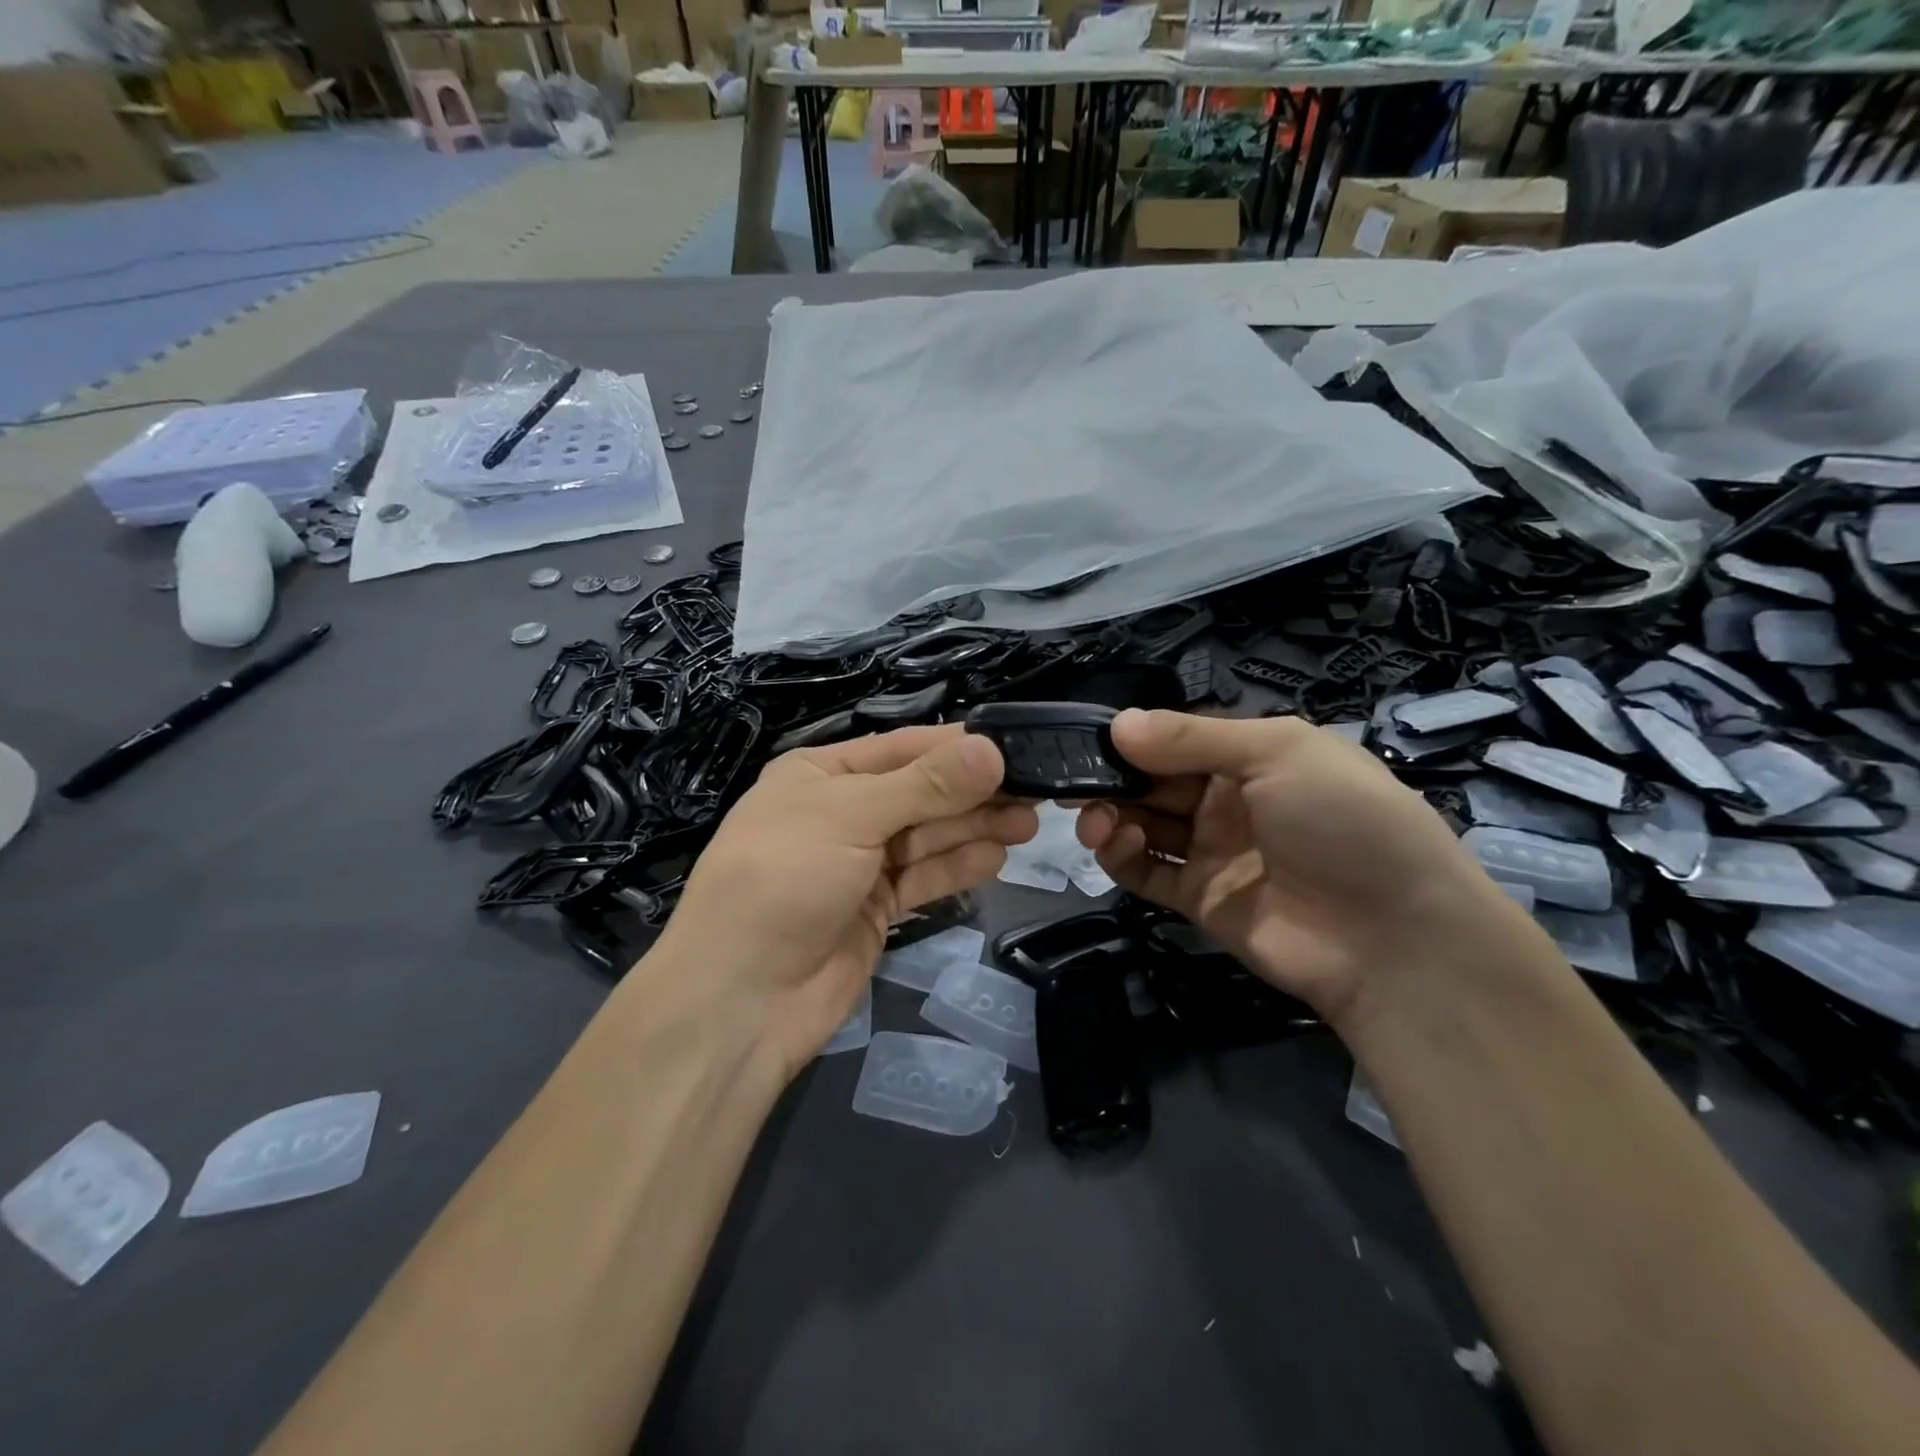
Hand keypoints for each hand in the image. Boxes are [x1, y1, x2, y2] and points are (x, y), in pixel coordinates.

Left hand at [655, 725, 1035, 1081]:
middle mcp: (841, 812)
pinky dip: (957, 867)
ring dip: (974, 827)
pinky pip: (923, 878)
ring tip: (1028, 821)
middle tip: (1036, 790)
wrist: (742, 999)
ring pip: (927, 836)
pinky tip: (997, 857)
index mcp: (821, 774)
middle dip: (973, 791)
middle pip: (920, 793)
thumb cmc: (785, 880)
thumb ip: (926, 786)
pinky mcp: (875, 908)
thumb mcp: (852, 817)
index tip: (1014, 747)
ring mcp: (859, 863)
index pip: (901, 748)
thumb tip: (991, 749)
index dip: (956, 747)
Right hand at [1078, 709, 1524, 1027]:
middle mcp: (1230, 800)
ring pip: (1145, 824)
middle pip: (1155, 780)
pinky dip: (1123, 857)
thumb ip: (1192, 737)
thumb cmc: (1343, 819)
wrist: (1392, 937)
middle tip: (1075, 783)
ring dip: (1112, 815)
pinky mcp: (1200, 899)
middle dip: (1115, 777)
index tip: (1091, 739)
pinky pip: (1148, 873)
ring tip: (1096, 819)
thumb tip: (1117, 723)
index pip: (1179, 738)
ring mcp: (1214, 851)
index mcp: (1254, 756)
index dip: (1136, 737)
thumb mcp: (1278, 752)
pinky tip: (1117, 845)